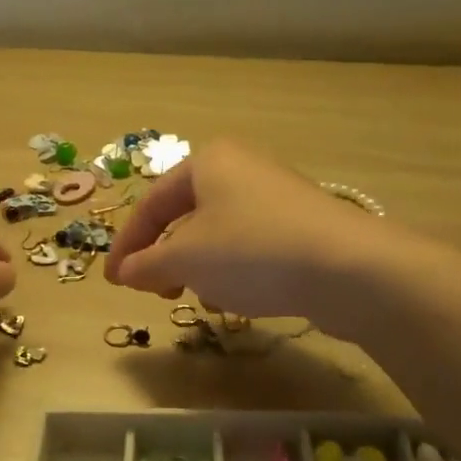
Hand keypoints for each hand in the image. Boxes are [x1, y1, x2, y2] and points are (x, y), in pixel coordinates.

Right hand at [103, 141, 396, 326]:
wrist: (346, 268)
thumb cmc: (250, 251)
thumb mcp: (185, 259)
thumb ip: (147, 264)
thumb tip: (125, 271)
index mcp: (208, 162)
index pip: (152, 203)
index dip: (127, 245)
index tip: (113, 282)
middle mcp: (243, 169)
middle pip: (186, 216)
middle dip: (165, 257)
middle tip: (156, 291)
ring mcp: (277, 197)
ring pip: (219, 233)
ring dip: (198, 267)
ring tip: (198, 298)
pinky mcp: (303, 227)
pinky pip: (251, 246)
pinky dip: (233, 270)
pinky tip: (238, 299)